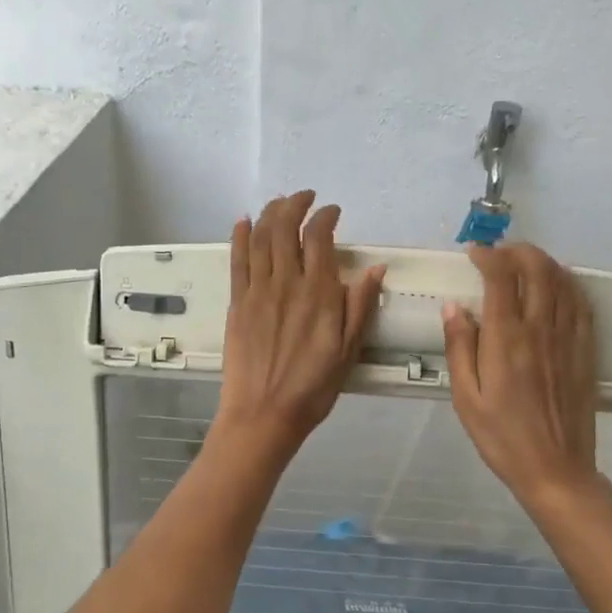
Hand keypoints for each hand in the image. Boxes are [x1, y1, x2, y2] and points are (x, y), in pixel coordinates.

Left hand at [214, 192, 385, 456]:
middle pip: (285, 228)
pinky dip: (239, 236)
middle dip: (295, 204)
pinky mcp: (237, 303)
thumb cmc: (313, 388)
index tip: (332, 211)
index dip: (325, 216)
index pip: (319, 237)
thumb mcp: (349, 350)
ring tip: (280, 202)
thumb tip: (375, 269)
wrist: (264, 414)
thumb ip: (360, 306)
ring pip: (259, 238)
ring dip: (269, 213)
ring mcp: (257, 291)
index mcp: (318, 293)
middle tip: (305, 197)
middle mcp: (286, 283)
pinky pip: (237, 261)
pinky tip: (242, 222)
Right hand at [442, 243, 604, 508]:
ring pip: (562, 281)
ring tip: (524, 262)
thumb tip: (454, 307)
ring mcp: (567, 338)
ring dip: (543, 262)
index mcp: (506, 340)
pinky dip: (568, 284)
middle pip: (537, 269)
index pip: (501, 279)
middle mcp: (540, 330)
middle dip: (518, 251)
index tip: (474, 253)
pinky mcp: (584, 351)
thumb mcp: (466, 398)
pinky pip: (581, 304)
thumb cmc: (502, 437)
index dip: (488, 256)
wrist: (555, 469)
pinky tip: (557, 285)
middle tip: (500, 254)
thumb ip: (460, 348)